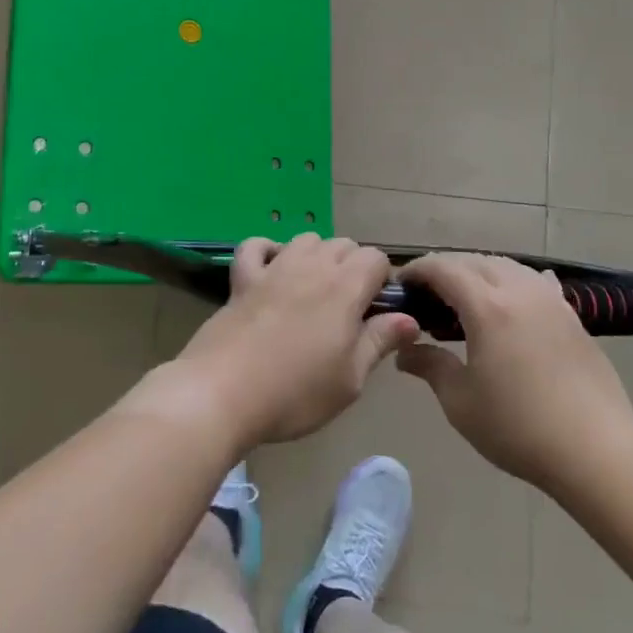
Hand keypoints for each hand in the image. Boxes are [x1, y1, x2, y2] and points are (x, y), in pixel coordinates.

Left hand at [175, 234, 417, 447]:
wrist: (223, 392)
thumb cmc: (296, 392)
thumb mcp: (350, 379)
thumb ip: (380, 342)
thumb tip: (409, 319)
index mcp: (345, 288)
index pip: (376, 258)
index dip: (382, 280)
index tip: (377, 311)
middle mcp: (312, 266)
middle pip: (344, 244)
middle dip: (353, 267)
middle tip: (347, 309)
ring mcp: (273, 268)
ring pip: (305, 239)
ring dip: (317, 256)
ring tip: (314, 290)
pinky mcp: (242, 278)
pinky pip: (255, 246)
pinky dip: (267, 250)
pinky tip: (271, 271)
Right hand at [395, 253, 632, 490]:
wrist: (596, 449)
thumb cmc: (519, 427)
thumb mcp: (460, 402)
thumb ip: (430, 366)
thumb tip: (404, 352)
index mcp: (487, 307)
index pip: (443, 268)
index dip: (417, 270)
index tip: (400, 285)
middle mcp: (519, 291)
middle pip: (474, 261)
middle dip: (445, 269)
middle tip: (426, 294)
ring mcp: (550, 300)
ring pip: (507, 266)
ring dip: (479, 271)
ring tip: (464, 298)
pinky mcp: (572, 315)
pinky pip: (535, 282)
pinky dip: (513, 282)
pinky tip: (511, 300)